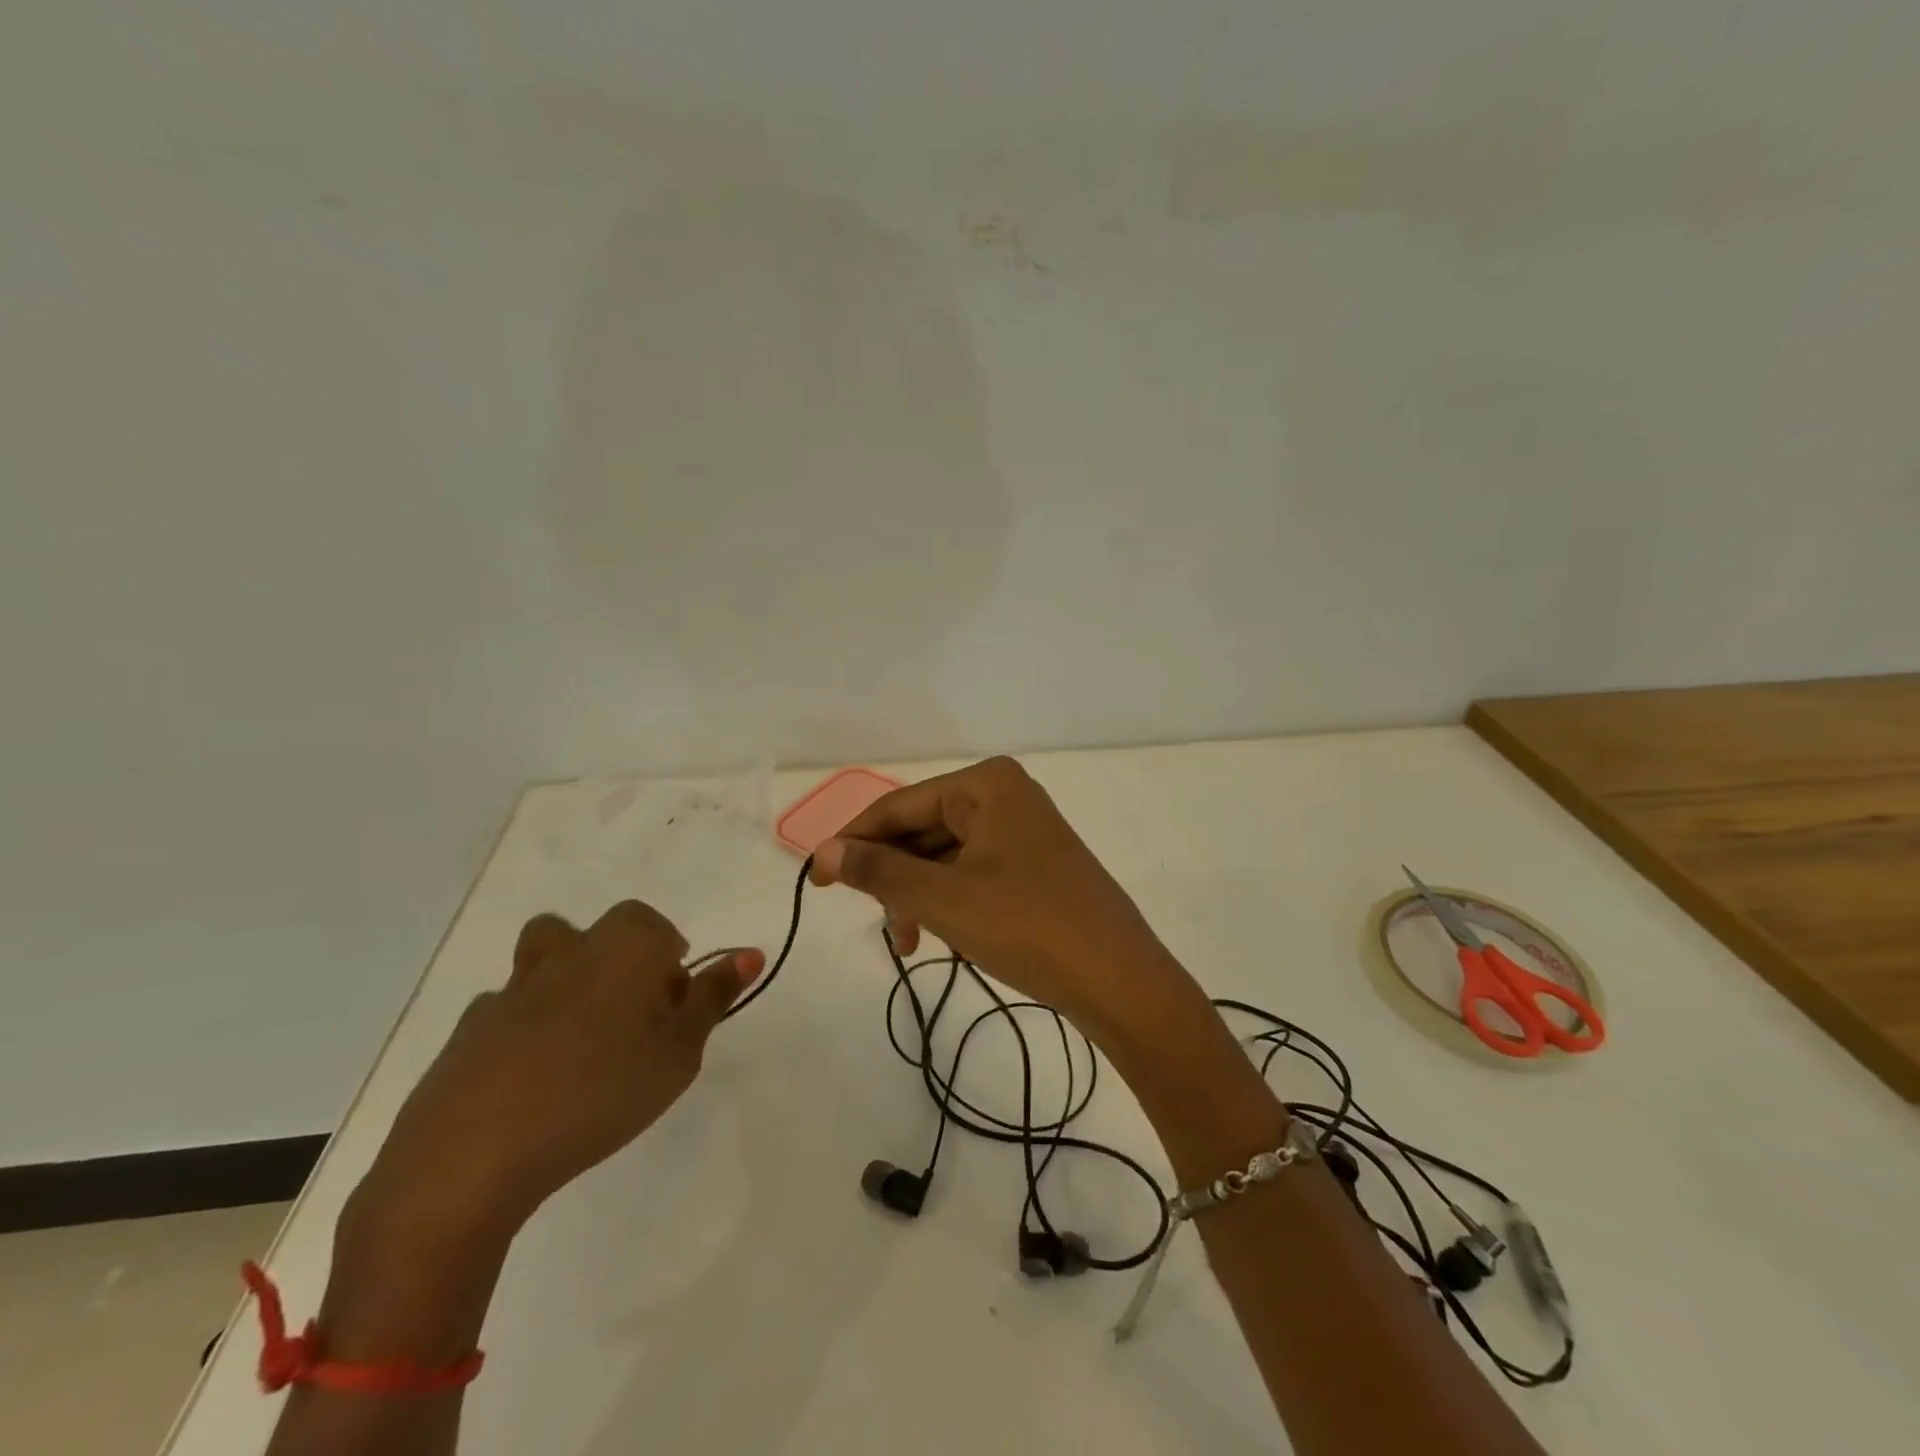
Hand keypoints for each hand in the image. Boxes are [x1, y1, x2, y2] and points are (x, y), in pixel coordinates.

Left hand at [355, 900, 763, 1238]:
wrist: (474, 1153)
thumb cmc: (602, 1091)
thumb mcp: (680, 1050)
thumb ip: (714, 997)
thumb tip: (751, 952)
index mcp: (623, 947)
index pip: (656, 927)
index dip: (671, 961)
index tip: (674, 1008)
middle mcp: (568, 952)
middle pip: (599, 934)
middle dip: (620, 962)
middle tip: (632, 1021)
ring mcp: (512, 988)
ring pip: (546, 960)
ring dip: (566, 982)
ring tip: (581, 1041)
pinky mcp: (467, 1030)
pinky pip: (507, 1010)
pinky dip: (525, 1028)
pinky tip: (531, 1079)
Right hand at [809, 756, 1191, 1047]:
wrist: (1119, 980)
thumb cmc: (1027, 927)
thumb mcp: (943, 899)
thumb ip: (880, 871)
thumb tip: (825, 852)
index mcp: (986, 784)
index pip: (899, 806)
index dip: (853, 841)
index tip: (815, 880)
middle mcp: (1006, 795)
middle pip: (923, 830)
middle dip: (895, 878)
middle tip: (877, 924)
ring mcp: (1025, 829)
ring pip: (946, 856)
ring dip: (921, 896)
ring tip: (913, 943)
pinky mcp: (1036, 863)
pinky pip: (974, 872)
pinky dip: (951, 902)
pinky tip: (951, 938)